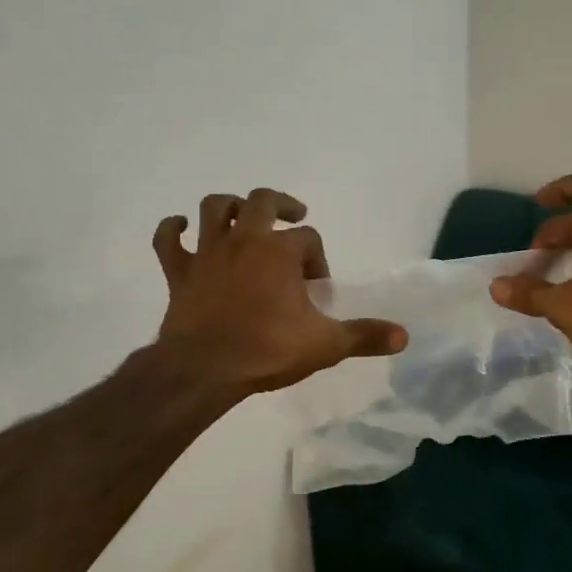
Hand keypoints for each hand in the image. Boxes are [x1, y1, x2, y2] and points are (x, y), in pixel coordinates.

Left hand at [152, 188, 407, 395]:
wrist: (204, 369)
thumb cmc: (267, 351)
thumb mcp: (325, 345)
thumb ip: (364, 336)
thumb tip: (404, 335)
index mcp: (280, 252)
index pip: (308, 239)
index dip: (317, 258)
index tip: (318, 288)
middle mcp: (244, 240)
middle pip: (262, 201)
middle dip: (281, 204)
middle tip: (293, 214)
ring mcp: (208, 253)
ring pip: (213, 208)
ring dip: (228, 205)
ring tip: (240, 213)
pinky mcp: (179, 272)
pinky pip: (168, 241)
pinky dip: (172, 229)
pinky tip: (180, 228)